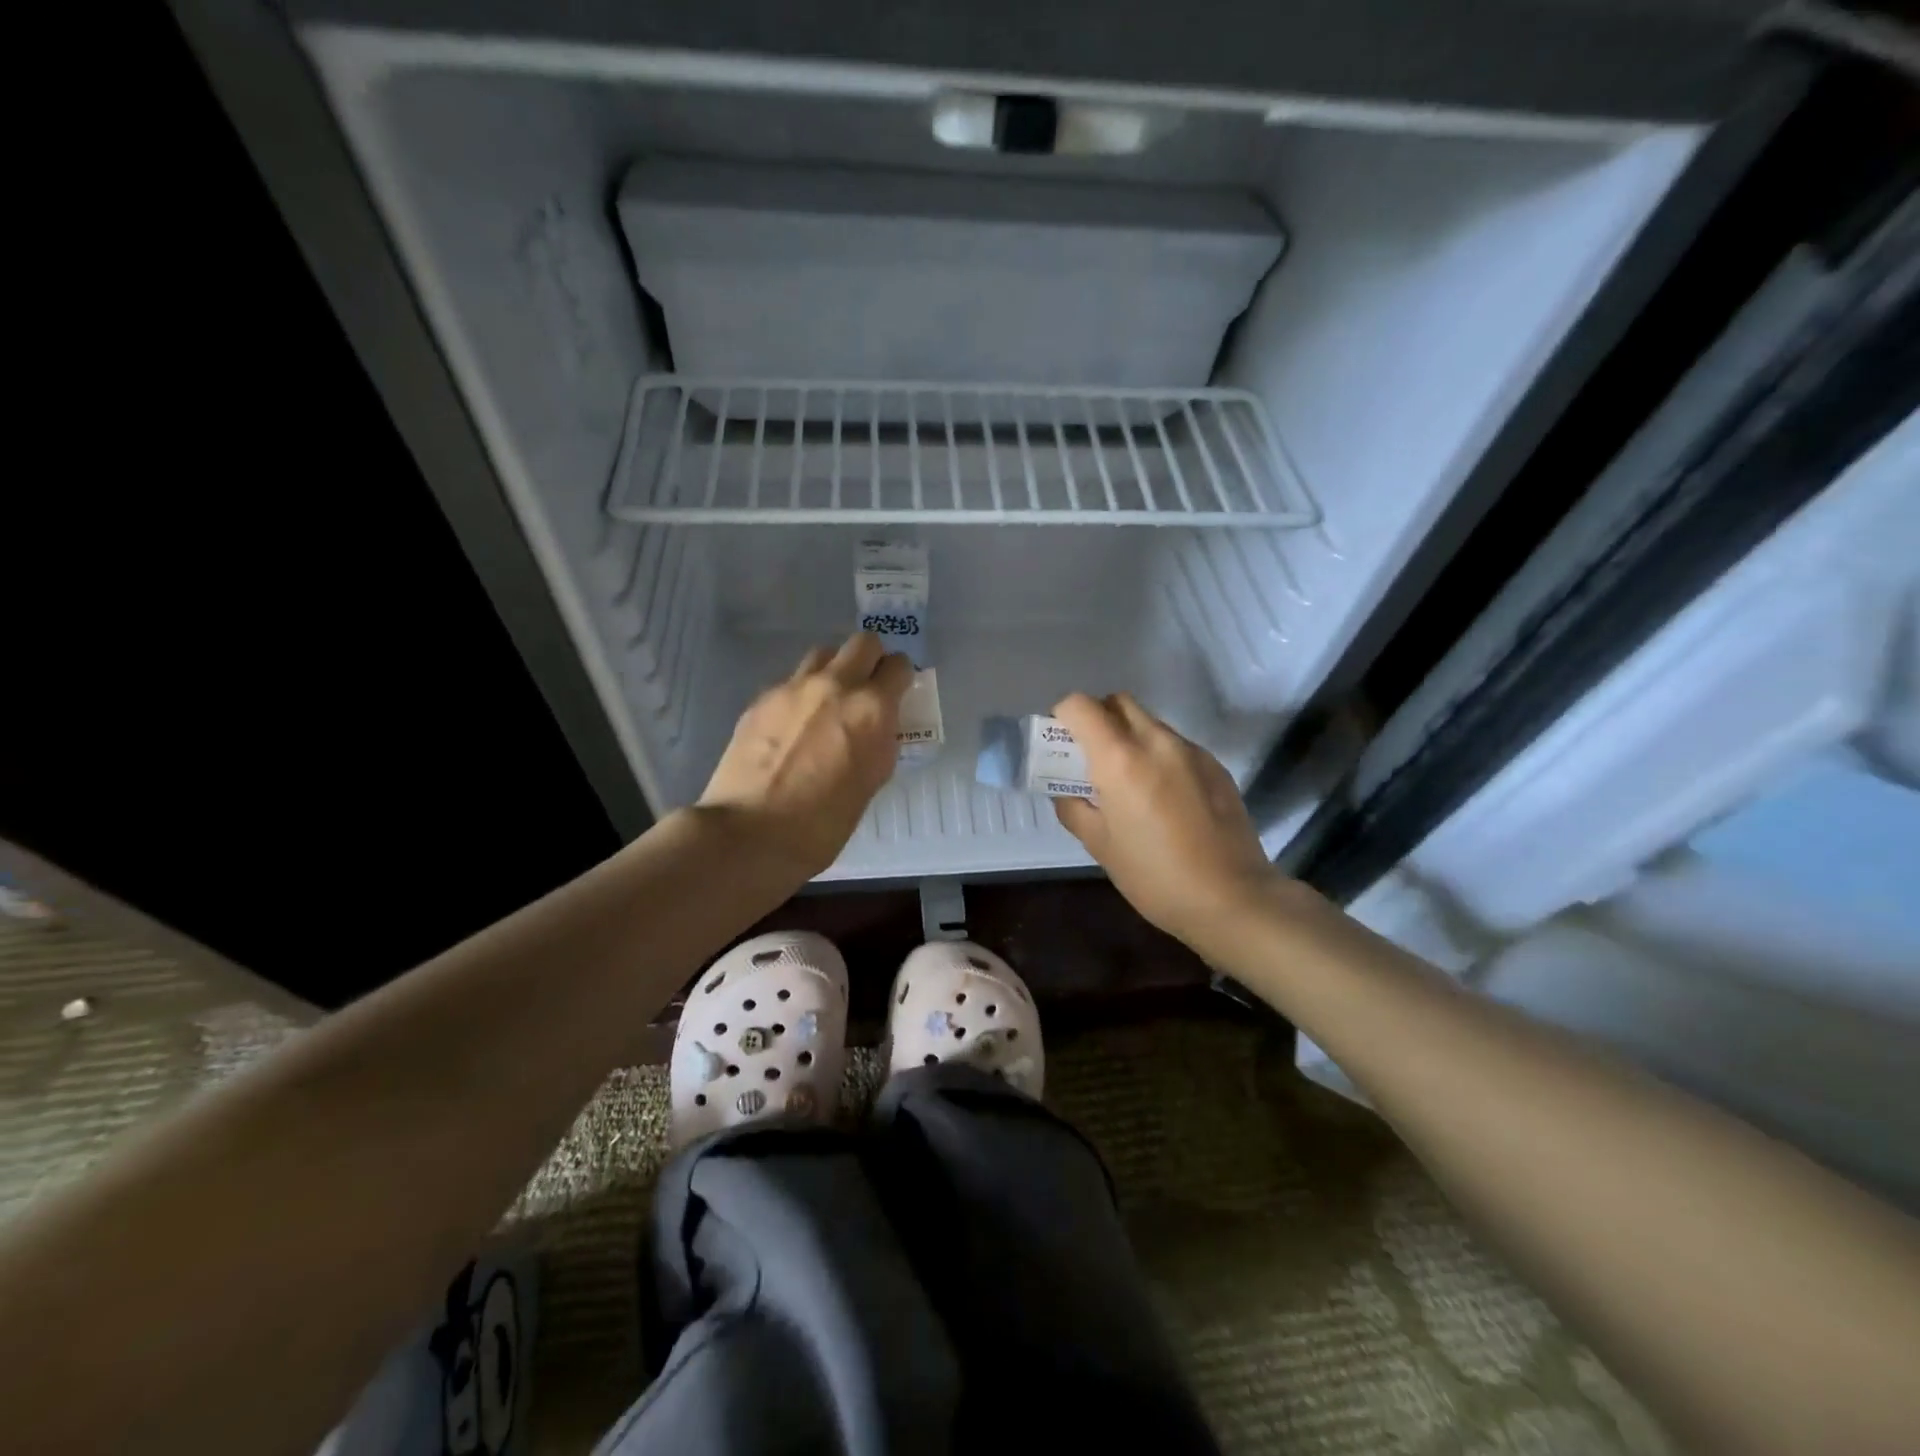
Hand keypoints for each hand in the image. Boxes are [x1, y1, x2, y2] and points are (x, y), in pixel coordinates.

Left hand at [698, 633, 912, 879]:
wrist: (751, 833)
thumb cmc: (824, 823)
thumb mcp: (872, 781)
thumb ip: (880, 742)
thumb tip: (877, 727)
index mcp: (871, 708)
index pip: (899, 666)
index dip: (901, 678)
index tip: (897, 693)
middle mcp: (835, 685)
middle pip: (862, 643)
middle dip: (871, 660)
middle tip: (867, 689)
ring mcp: (793, 688)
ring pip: (823, 654)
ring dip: (834, 670)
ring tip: (828, 703)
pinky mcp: (761, 699)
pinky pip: (791, 682)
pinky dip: (802, 695)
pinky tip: (793, 727)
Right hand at [1051, 693, 1285, 949]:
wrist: (1233, 898)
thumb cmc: (1154, 876)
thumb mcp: (1100, 846)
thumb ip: (1074, 808)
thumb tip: (1065, 790)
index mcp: (1120, 758)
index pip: (1081, 706)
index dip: (1063, 717)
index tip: (1061, 745)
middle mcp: (1156, 741)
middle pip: (1118, 703)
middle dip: (1097, 719)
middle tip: (1090, 758)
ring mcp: (1190, 750)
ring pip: (1149, 723)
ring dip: (1129, 738)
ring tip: (1129, 784)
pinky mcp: (1215, 765)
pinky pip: (1175, 745)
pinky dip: (1158, 757)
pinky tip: (1164, 799)